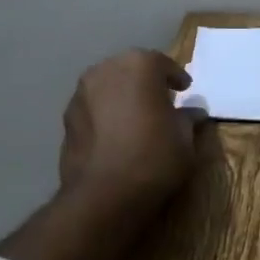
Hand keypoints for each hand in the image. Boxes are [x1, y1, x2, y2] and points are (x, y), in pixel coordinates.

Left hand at [57, 49, 202, 211]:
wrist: (102, 196)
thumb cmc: (153, 158)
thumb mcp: (184, 139)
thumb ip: (187, 119)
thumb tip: (193, 114)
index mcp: (139, 65)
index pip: (162, 64)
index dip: (176, 78)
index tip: (185, 90)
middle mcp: (106, 69)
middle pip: (131, 69)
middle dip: (146, 82)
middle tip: (160, 100)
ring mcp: (82, 93)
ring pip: (108, 86)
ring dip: (122, 96)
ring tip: (136, 117)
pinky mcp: (66, 117)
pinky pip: (93, 108)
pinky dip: (105, 114)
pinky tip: (115, 134)